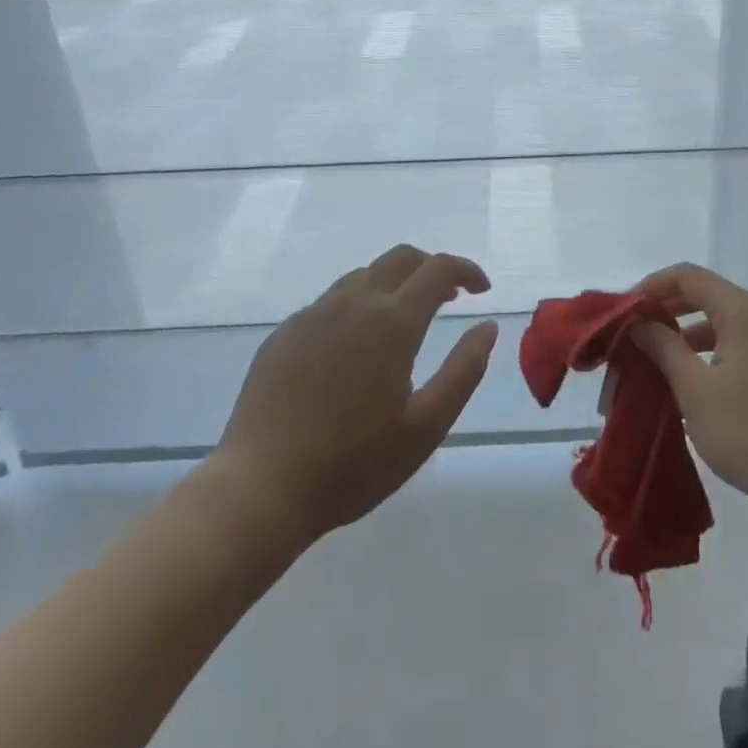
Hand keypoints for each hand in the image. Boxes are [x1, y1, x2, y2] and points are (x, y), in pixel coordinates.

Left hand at [202, 245, 498, 546]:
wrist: (259, 490)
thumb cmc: (353, 465)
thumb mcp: (426, 427)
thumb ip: (464, 370)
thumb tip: (488, 327)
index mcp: (393, 321)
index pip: (439, 269)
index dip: (467, 271)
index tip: (482, 291)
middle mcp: (354, 302)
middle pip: (401, 258)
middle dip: (432, 267)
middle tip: (449, 297)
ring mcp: (314, 314)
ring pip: (364, 275)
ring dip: (394, 284)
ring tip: (404, 320)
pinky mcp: (285, 333)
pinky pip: (330, 301)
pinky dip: (358, 305)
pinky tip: (354, 346)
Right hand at [632, 264, 747, 520]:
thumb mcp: (696, 391)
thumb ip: (664, 349)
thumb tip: (641, 323)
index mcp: (742, 310)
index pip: (688, 276)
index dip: (653, 286)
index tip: (625, 310)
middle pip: (706, 294)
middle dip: (667, 310)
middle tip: (635, 334)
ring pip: (722, 320)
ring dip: (687, 333)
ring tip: (656, 359)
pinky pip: (739, 341)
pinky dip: (710, 350)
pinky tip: (692, 379)